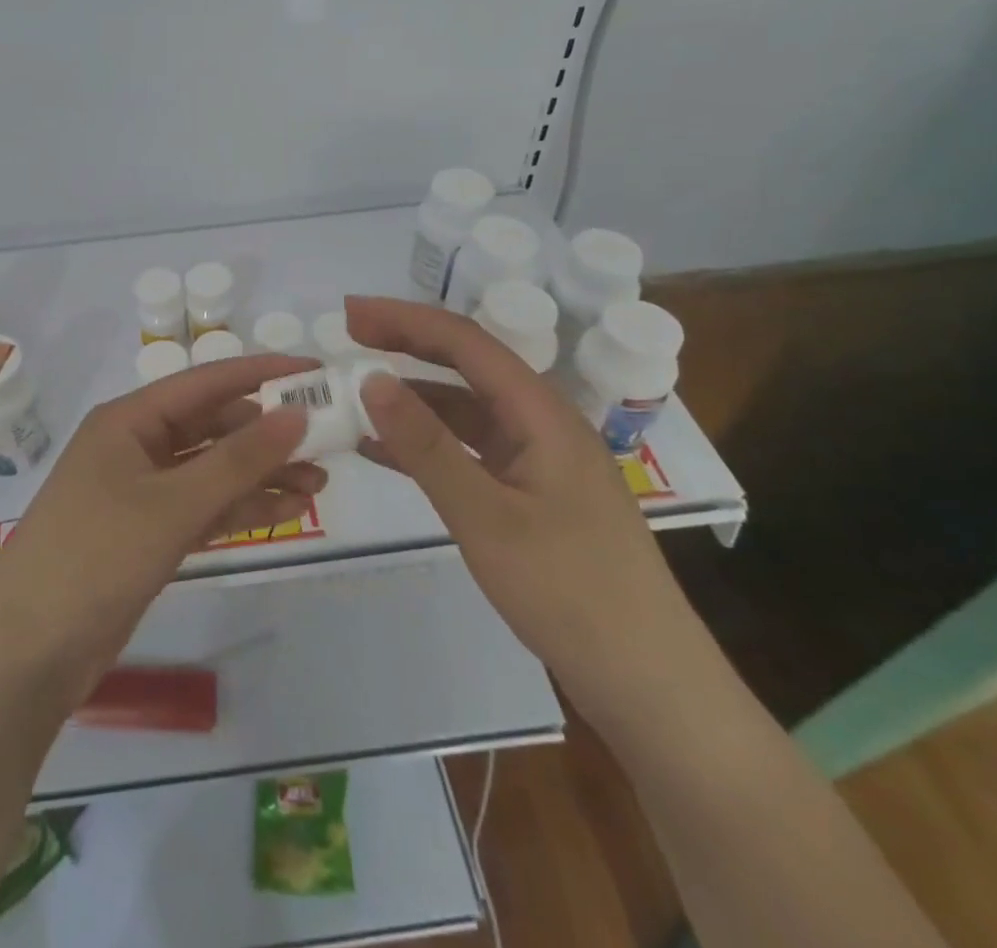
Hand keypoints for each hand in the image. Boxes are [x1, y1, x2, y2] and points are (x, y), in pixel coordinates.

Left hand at [0, 354, 315, 682]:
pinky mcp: (148, 533)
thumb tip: (296, 414)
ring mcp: (141, 492)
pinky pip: (204, 507)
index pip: (206, 382)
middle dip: (267, 433)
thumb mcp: (172, 504)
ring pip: (212, 470)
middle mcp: (136, 446)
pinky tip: (287, 511)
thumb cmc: (95, 556)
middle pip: (212, 426)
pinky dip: (241, 508)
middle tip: (326, 440)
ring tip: (319, 482)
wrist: (28, 652)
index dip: (262, 374)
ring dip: (261, 474)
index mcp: (129, 420)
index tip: (315, 373)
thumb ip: (238, 460)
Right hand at [346, 296, 710, 714]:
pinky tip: (382, 449)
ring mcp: (536, 461)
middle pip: (467, 366)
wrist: (647, 683)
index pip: (466, 343)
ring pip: (464, 410)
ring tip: (355, 392)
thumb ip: (426, 446)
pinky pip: (468, 452)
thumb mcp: (485, 516)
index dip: (406, 320)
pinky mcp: (529, 495)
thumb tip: (371, 379)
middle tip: (349, 336)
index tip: (350, 314)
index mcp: (542, 414)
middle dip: (407, 345)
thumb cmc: (570, 592)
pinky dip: (425, 444)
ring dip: (412, 397)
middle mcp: (541, 424)